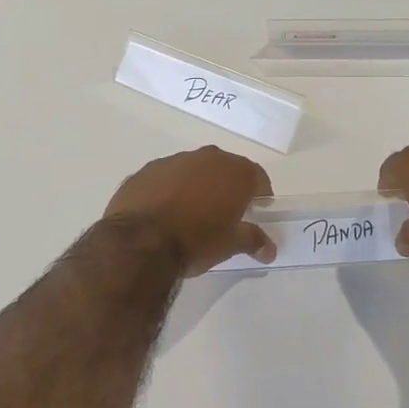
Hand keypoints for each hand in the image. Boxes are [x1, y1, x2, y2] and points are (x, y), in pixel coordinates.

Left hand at [105, 146, 276, 275]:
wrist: (139, 242)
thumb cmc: (196, 241)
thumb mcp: (230, 245)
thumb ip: (252, 240)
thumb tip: (269, 249)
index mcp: (234, 172)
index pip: (257, 176)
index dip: (260, 192)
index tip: (258, 208)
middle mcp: (206, 158)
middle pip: (224, 168)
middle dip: (227, 186)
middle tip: (226, 211)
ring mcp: (173, 161)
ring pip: (193, 170)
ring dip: (196, 185)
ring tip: (192, 212)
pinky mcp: (145, 171)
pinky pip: (165, 177)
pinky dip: (169, 189)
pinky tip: (164, 211)